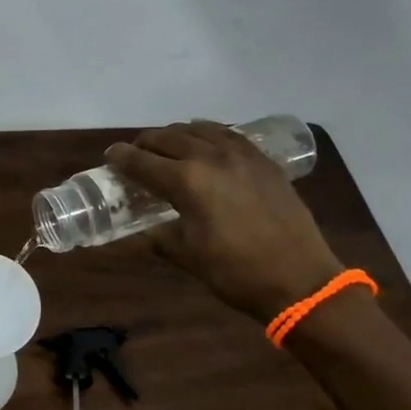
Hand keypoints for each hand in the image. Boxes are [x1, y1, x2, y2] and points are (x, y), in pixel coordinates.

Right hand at [106, 120, 345, 320]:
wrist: (301, 281)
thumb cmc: (236, 273)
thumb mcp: (186, 256)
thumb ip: (155, 237)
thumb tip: (127, 237)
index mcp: (187, 182)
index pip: (142, 161)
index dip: (121, 158)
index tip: (110, 156)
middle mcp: (210, 157)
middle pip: (168, 137)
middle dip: (145, 143)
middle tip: (136, 155)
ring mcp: (241, 155)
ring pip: (199, 129)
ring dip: (176, 135)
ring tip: (169, 148)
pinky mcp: (263, 160)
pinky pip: (229, 134)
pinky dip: (208, 134)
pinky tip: (206, 145)